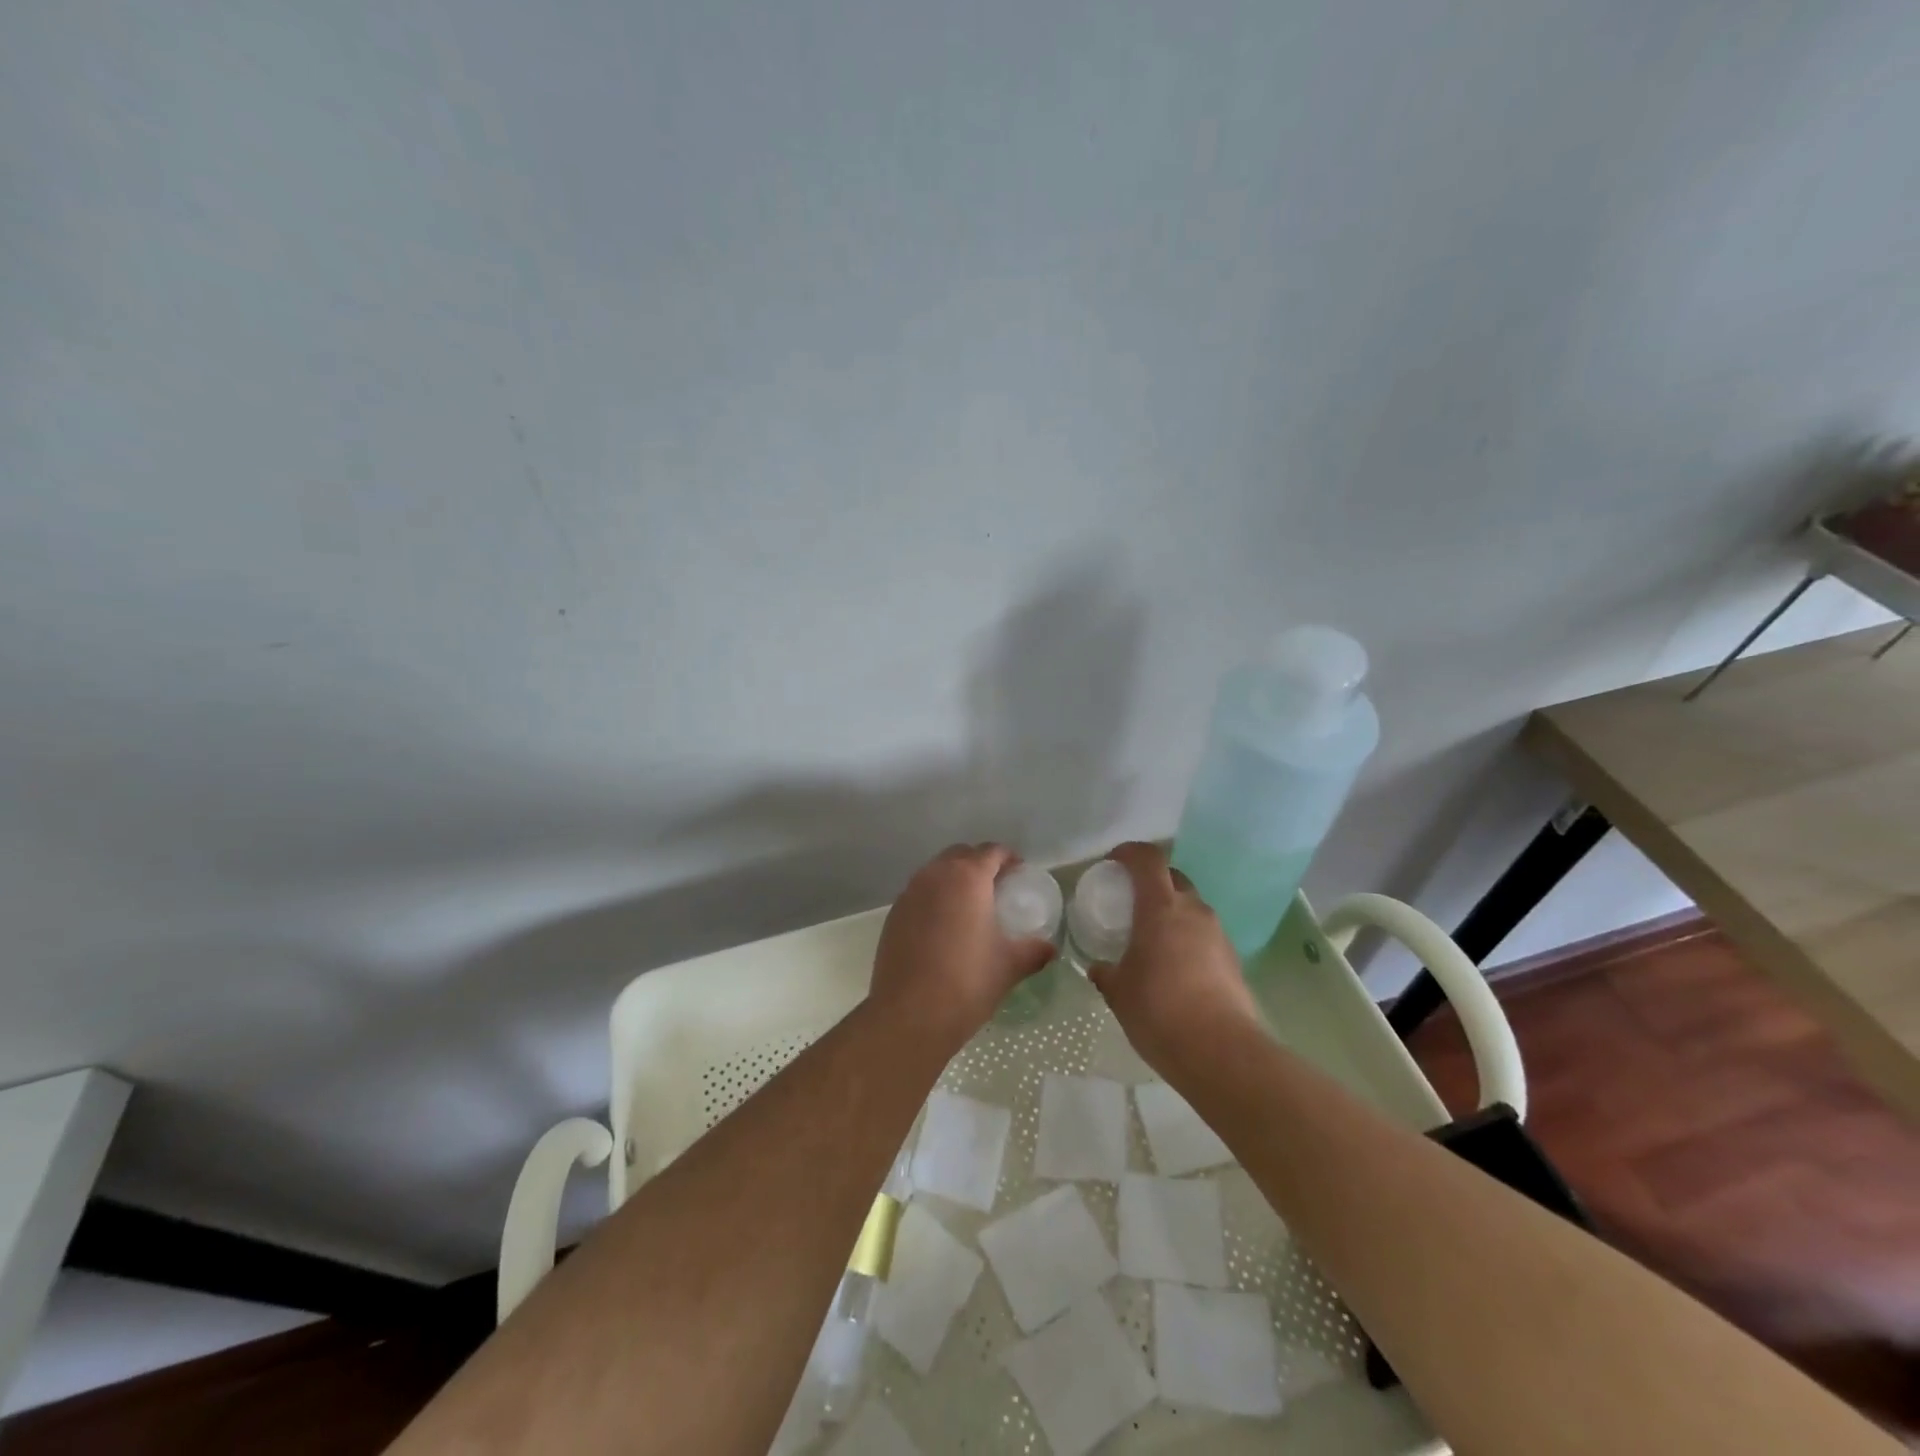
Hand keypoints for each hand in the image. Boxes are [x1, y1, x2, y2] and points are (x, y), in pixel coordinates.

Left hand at [870, 843, 1054, 1044]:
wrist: (910, 1014)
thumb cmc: (968, 982)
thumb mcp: (1009, 966)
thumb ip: (1033, 951)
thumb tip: (1050, 949)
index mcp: (967, 878)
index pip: (991, 851)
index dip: (1008, 858)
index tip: (1019, 872)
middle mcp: (935, 876)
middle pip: (960, 854)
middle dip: (979, 863)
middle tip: (996, 886)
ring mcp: (909, 894)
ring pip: (935, 872)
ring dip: (954, 879)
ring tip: (970, 906)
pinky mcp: (893, 915)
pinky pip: (919, 894)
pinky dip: (934, 899)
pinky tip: (943, 927)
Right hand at [1089, 842, 1261, 1076]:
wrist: (1221, 1052)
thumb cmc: (1159, 1011)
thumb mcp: (1118, 993)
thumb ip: (1106, 973)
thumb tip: (1099, 968)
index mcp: (1160, 907)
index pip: (1148, 859)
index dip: (1129, 852)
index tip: (1112, 862)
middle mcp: (1193, 911)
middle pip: (1173, 877)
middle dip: (1151, 881)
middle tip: (1130, 901)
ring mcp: (1217, 934)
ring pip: (1191, 906)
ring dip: (1171, 911)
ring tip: (1151, 938)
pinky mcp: (1232, 959)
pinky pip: (1204, 934)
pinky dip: (1186, 938)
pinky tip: (1174, 967)